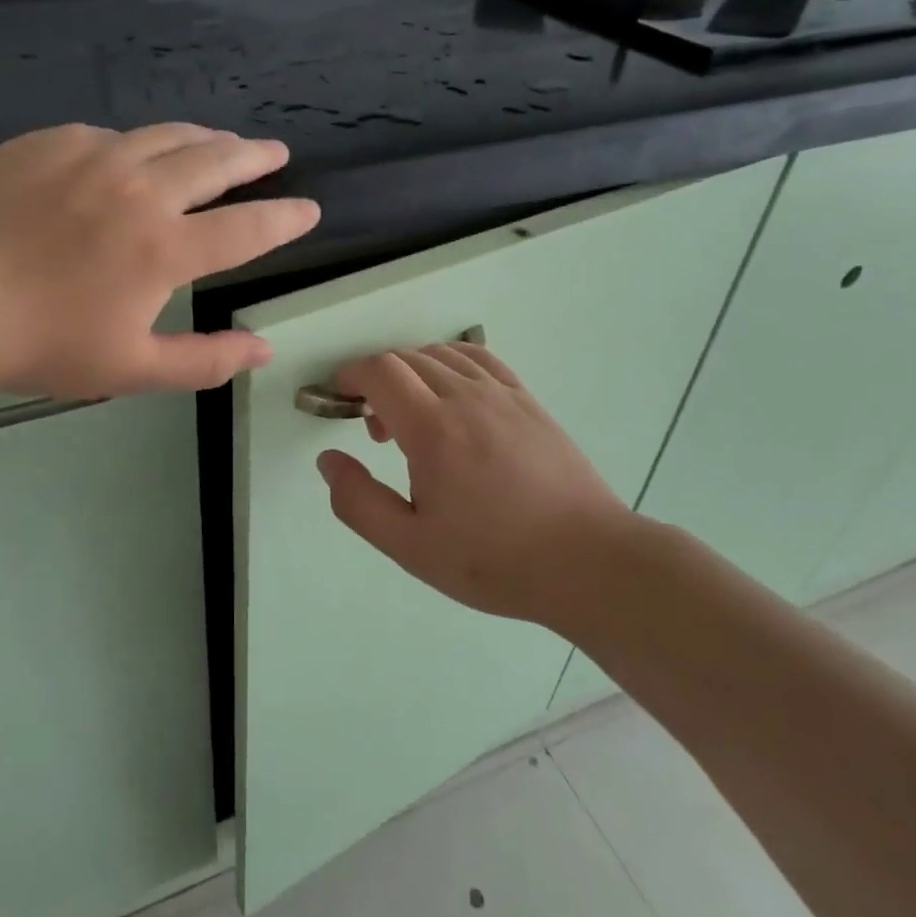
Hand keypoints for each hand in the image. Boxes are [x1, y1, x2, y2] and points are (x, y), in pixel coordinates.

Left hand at [0, 123, 318, 397]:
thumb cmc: (41, 343)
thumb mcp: (129, 369)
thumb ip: (204, 360)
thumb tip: (264, 350)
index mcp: (165, 248)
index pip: (248, 227)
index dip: (285, 219)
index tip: (308, 210)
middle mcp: (140, 190)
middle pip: (216, 160)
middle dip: (254, 157)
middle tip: (274, 153)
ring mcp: (92, 156)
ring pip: (166, 135)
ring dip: (203, 139)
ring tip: (220, 143)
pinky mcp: (49, 142)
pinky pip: (110, 134)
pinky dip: (137, 144)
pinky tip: (133, 154)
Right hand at [315, 342, 643, 627]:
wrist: (587, 561)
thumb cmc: (494, 560)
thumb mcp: (411, 546)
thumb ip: (358, 502)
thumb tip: (328, 460)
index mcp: (433, 429)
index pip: (381, 372)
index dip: (351, 375)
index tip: (339, 397)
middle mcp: (466, 397)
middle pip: (407, 359)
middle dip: (377, 380)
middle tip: (375, 431)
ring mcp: (502, 394)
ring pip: (442, 355)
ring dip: (412, 373)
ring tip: (413, 419)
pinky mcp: (528, 401)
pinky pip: (479, 359)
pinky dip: (450, 363)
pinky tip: (452, 394)